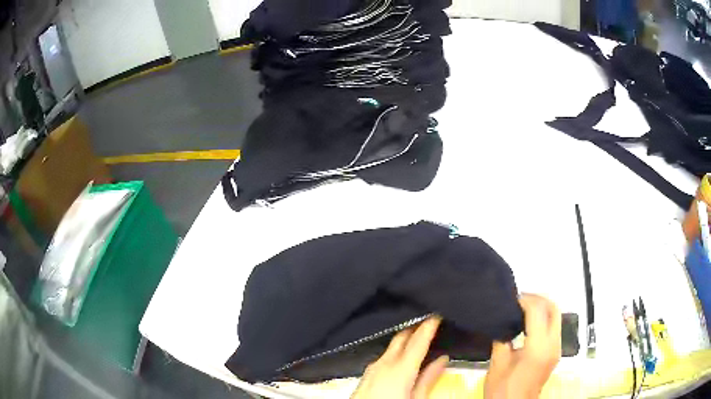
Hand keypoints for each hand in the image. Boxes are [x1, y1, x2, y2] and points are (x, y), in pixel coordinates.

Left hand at [351, 317, 448, 398]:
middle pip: (401, 337)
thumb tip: (442, 359)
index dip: (428, 325)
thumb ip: (429, 378)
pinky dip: (395, 350)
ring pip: (391, 346)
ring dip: (405, 339)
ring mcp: (372, 367)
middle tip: (430, 322)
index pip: (418, 340)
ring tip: (419, 337)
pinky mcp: (366, 373)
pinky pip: (383, 355)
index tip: (437, 312)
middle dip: (415, 327)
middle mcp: (385, 362)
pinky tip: (401, 355)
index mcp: (401, 368)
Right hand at [484, 294, 561, 398]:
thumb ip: (502, 339)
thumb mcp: (497, 364)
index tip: (511, 299)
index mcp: (538, 348)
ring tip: (522, 308)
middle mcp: (553, 345)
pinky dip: (544, 318)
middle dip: (538, 298)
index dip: (525, 300)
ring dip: (541, 307)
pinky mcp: (555, 352)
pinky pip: (554, 326)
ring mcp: (557, 348)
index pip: (538, 311)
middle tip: (519, 298)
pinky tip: (528, 322)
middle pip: (553, 309)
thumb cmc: (503, 389)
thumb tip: (503, 322)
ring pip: (556, 316)